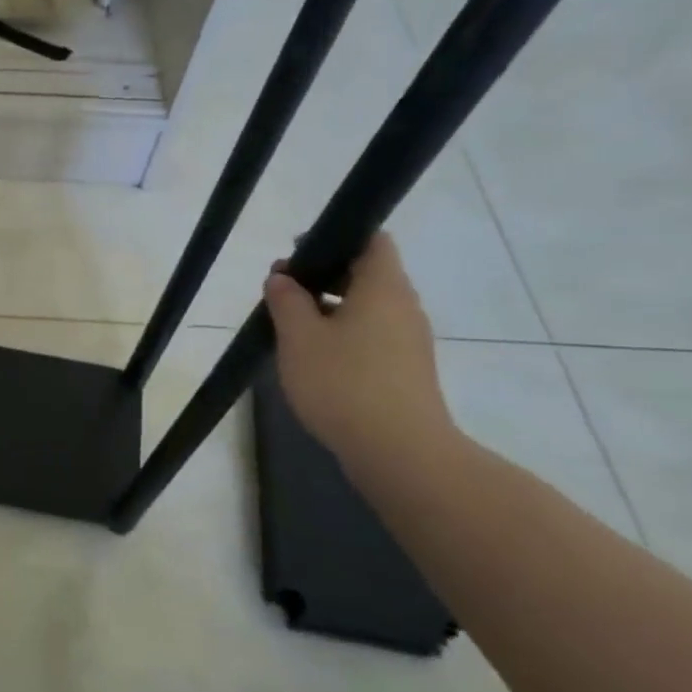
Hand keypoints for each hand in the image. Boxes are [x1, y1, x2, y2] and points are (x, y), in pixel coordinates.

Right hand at [263, 233, 455, 476]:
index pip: (372, 240)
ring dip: (330, 309)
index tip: (298, 256)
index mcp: (383, 287)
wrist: (399, 452)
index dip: (335, 239)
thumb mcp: (299, 337)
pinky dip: (344, 335)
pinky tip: (315, 359)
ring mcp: (409, 341)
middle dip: (323, 277)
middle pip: (366, 274)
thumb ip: (287, 300)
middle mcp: (404, 307)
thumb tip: (283, 278)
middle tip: (282, 292)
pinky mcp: (406, 371)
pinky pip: (373, 336)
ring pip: (367, 308)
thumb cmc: (344, 383)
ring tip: (291, 328)